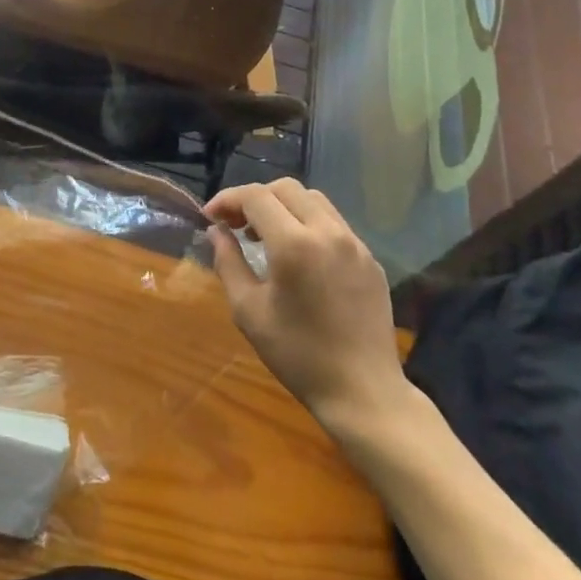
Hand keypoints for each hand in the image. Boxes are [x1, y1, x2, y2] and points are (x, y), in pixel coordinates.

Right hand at [204, 178, 409, 430]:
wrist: (363, 391)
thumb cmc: (298, 355)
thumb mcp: (249, 312)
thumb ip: (229, 263)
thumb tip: (217, 232)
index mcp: (294, 244)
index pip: (256, 197)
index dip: (227, 199)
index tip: (209, 217)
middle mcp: (328, 232)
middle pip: (286, 189)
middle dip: (255, 198)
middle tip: (236, 225)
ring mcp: (355, 243)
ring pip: (314, 200)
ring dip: (284, 207)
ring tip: (266, 237)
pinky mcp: (370, 259)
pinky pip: (335, 224)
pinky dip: (309, 224)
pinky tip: (300, 257)